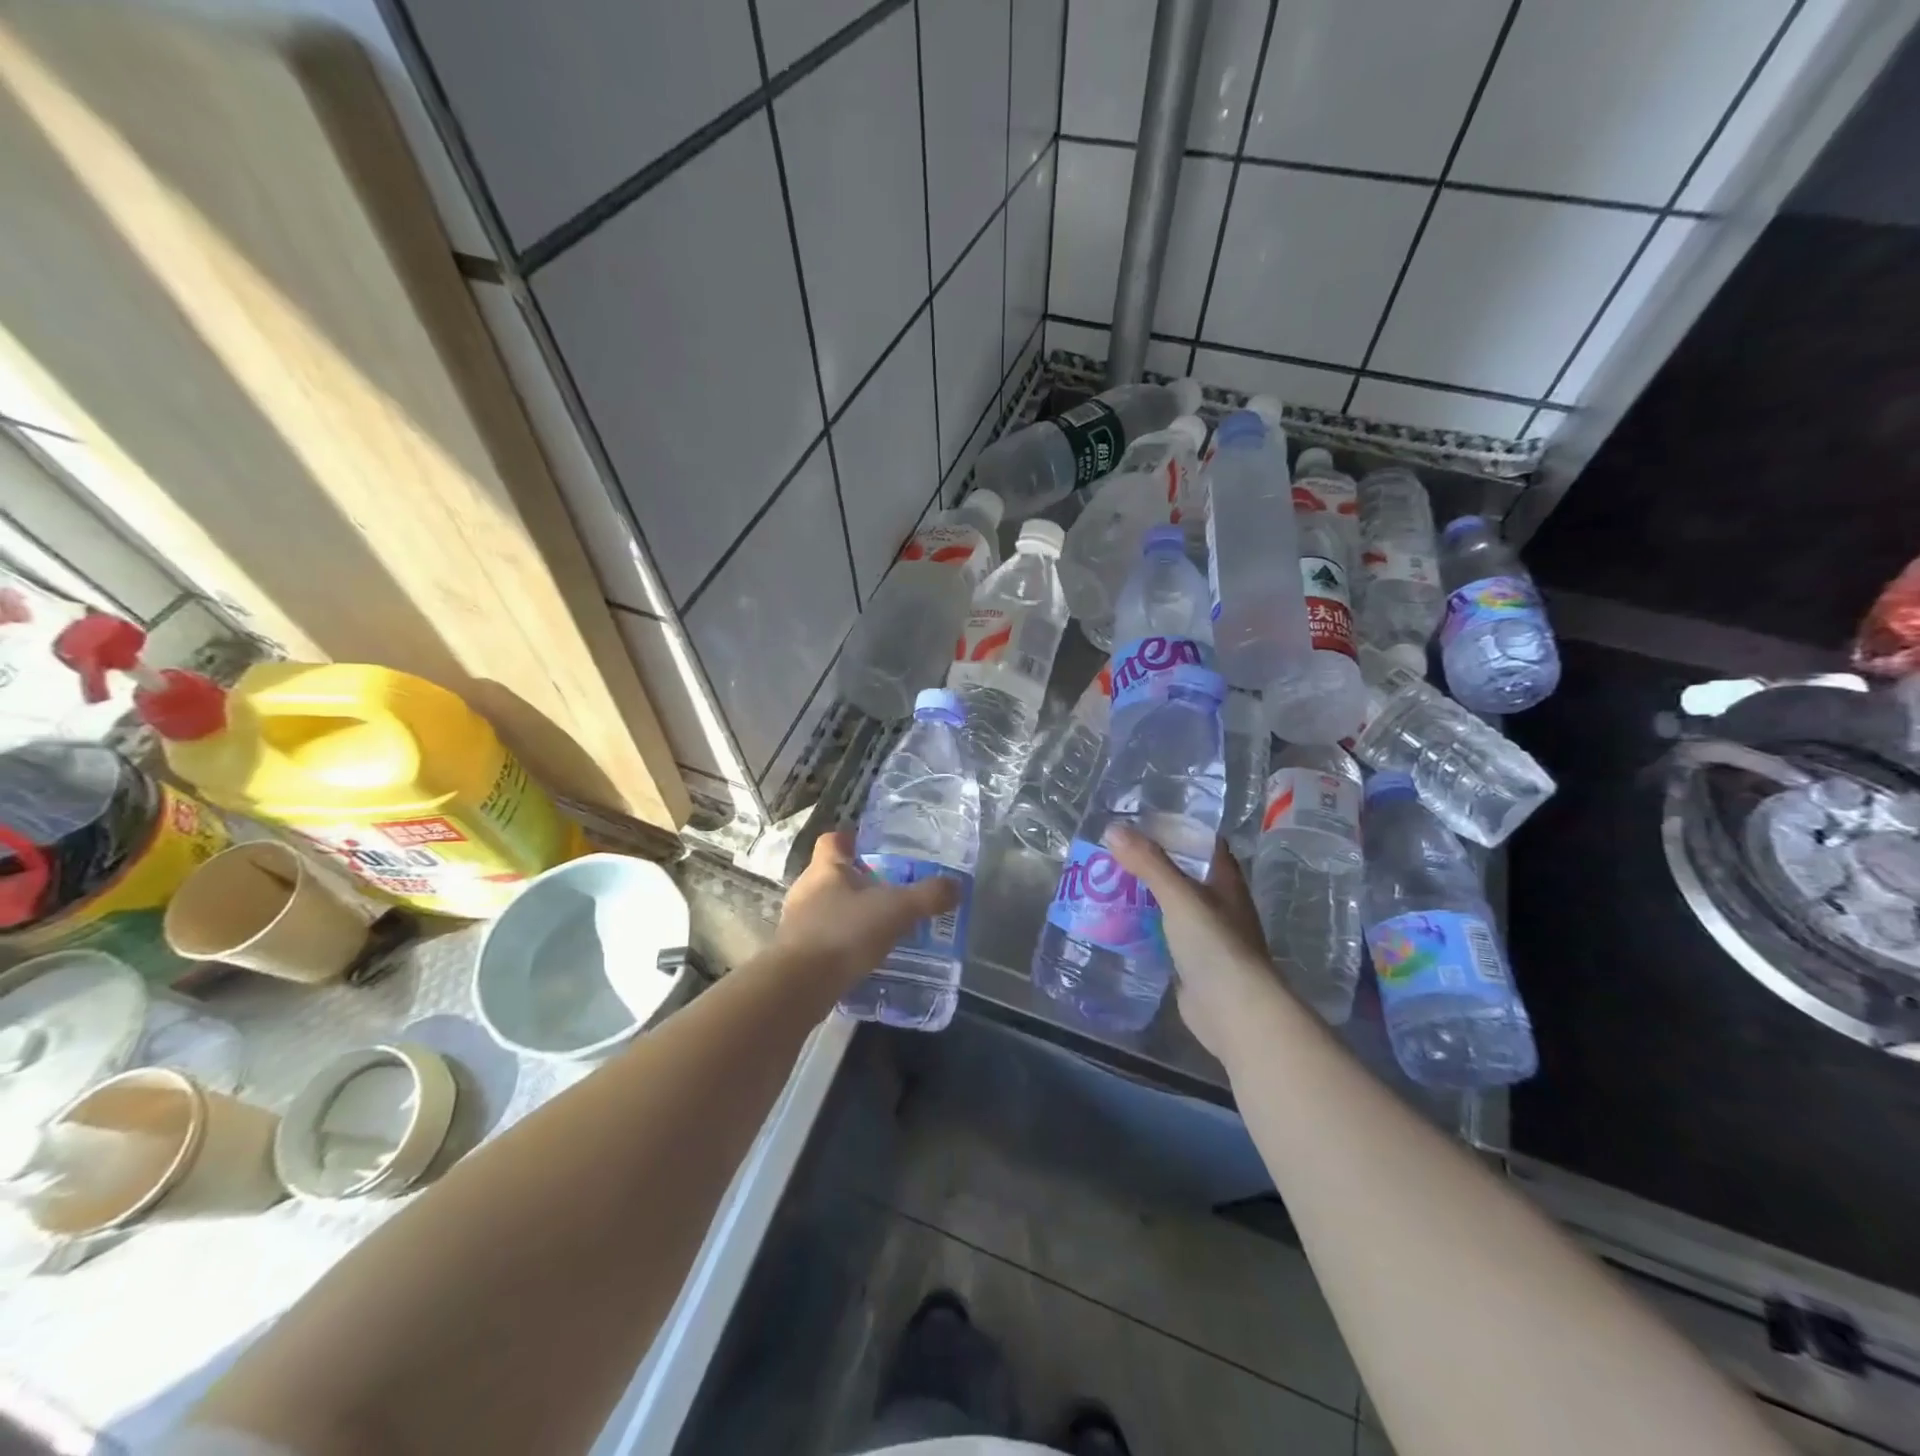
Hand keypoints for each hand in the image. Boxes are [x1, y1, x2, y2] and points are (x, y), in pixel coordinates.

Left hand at [772, 830, 961, 992]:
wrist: (800, 986)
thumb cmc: (845, 933)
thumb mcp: (896, 911)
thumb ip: (927, 897)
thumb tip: (956, 886)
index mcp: (826, 868)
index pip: (833, 840)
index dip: (851, 839)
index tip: (871, 845)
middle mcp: (806, 889)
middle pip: (831, 874)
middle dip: (857, 880)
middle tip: (888, 889)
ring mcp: (797, 921)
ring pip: (826, 907)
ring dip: (849, 913)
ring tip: (879, 925)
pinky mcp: (795, 952)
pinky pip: (823, 937)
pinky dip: (841, 942)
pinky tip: (862, 955)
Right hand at [1102, 826, 1278, 1060]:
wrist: (1233, 1011)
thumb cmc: (1214, 944)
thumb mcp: (1179, 895)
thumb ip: (1148, 863)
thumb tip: (1112, 829)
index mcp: (1225, 881)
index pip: (1203, 843)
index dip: (1177, 830)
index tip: (1141, 823)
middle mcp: (1218, 904)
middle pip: (1183, 873)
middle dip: (1151, 863)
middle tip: (1111, 853)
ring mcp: (1206, 936)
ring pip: (1170, 905)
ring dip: (1144, 896)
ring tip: (1105, 884)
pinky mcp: (1190, 963)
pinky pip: (1162, 935)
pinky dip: (1142, 927)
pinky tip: (1116, 923)